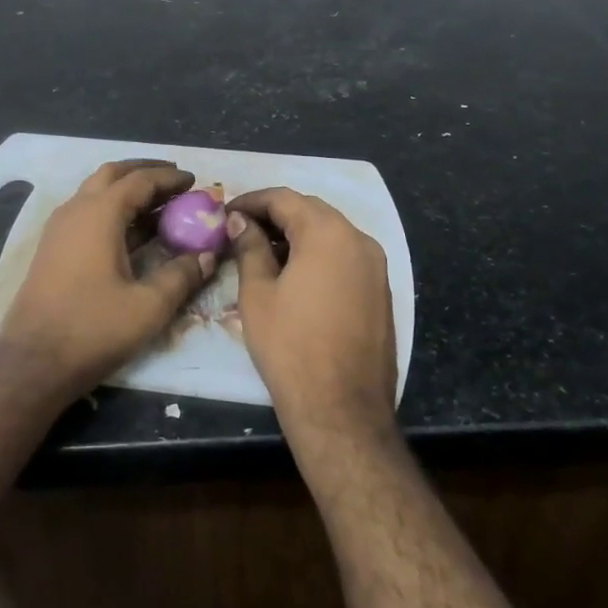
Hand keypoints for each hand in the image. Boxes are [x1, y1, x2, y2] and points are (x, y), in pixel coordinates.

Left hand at [0, 160, 215, 402]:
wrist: (32, 363)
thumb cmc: (93, 329)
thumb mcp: (148, 306)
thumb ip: (181, 275)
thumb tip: (208, 256)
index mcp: (99, 214)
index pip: (139, 180)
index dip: (169, 178)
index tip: (195, 180)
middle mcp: (75, 210)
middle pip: (112, 175)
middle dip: (145, 172)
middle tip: (175, 182)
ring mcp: (59, 228)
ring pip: (96, 192)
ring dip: (127, 191)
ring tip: (160, 205)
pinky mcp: (53, 248)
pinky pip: (87, 213)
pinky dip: (113, 210)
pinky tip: (132, 233)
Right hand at [226, 189, 397, 456]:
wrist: (342, 409)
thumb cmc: (290, 347)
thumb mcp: (258, 294)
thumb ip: (249, 247)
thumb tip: (241, 221)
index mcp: (328, 233)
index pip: (284, 198)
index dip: (251, 201)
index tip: (226, 212)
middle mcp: (359, 239)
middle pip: (311, 210)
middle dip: (275, 215)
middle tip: (241, 229)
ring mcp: (376, 265)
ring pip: (331, 232)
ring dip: (297, 234)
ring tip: (263, 252)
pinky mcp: (381, 290)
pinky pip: (345, 256)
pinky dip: (318, 254)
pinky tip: (295, 274)